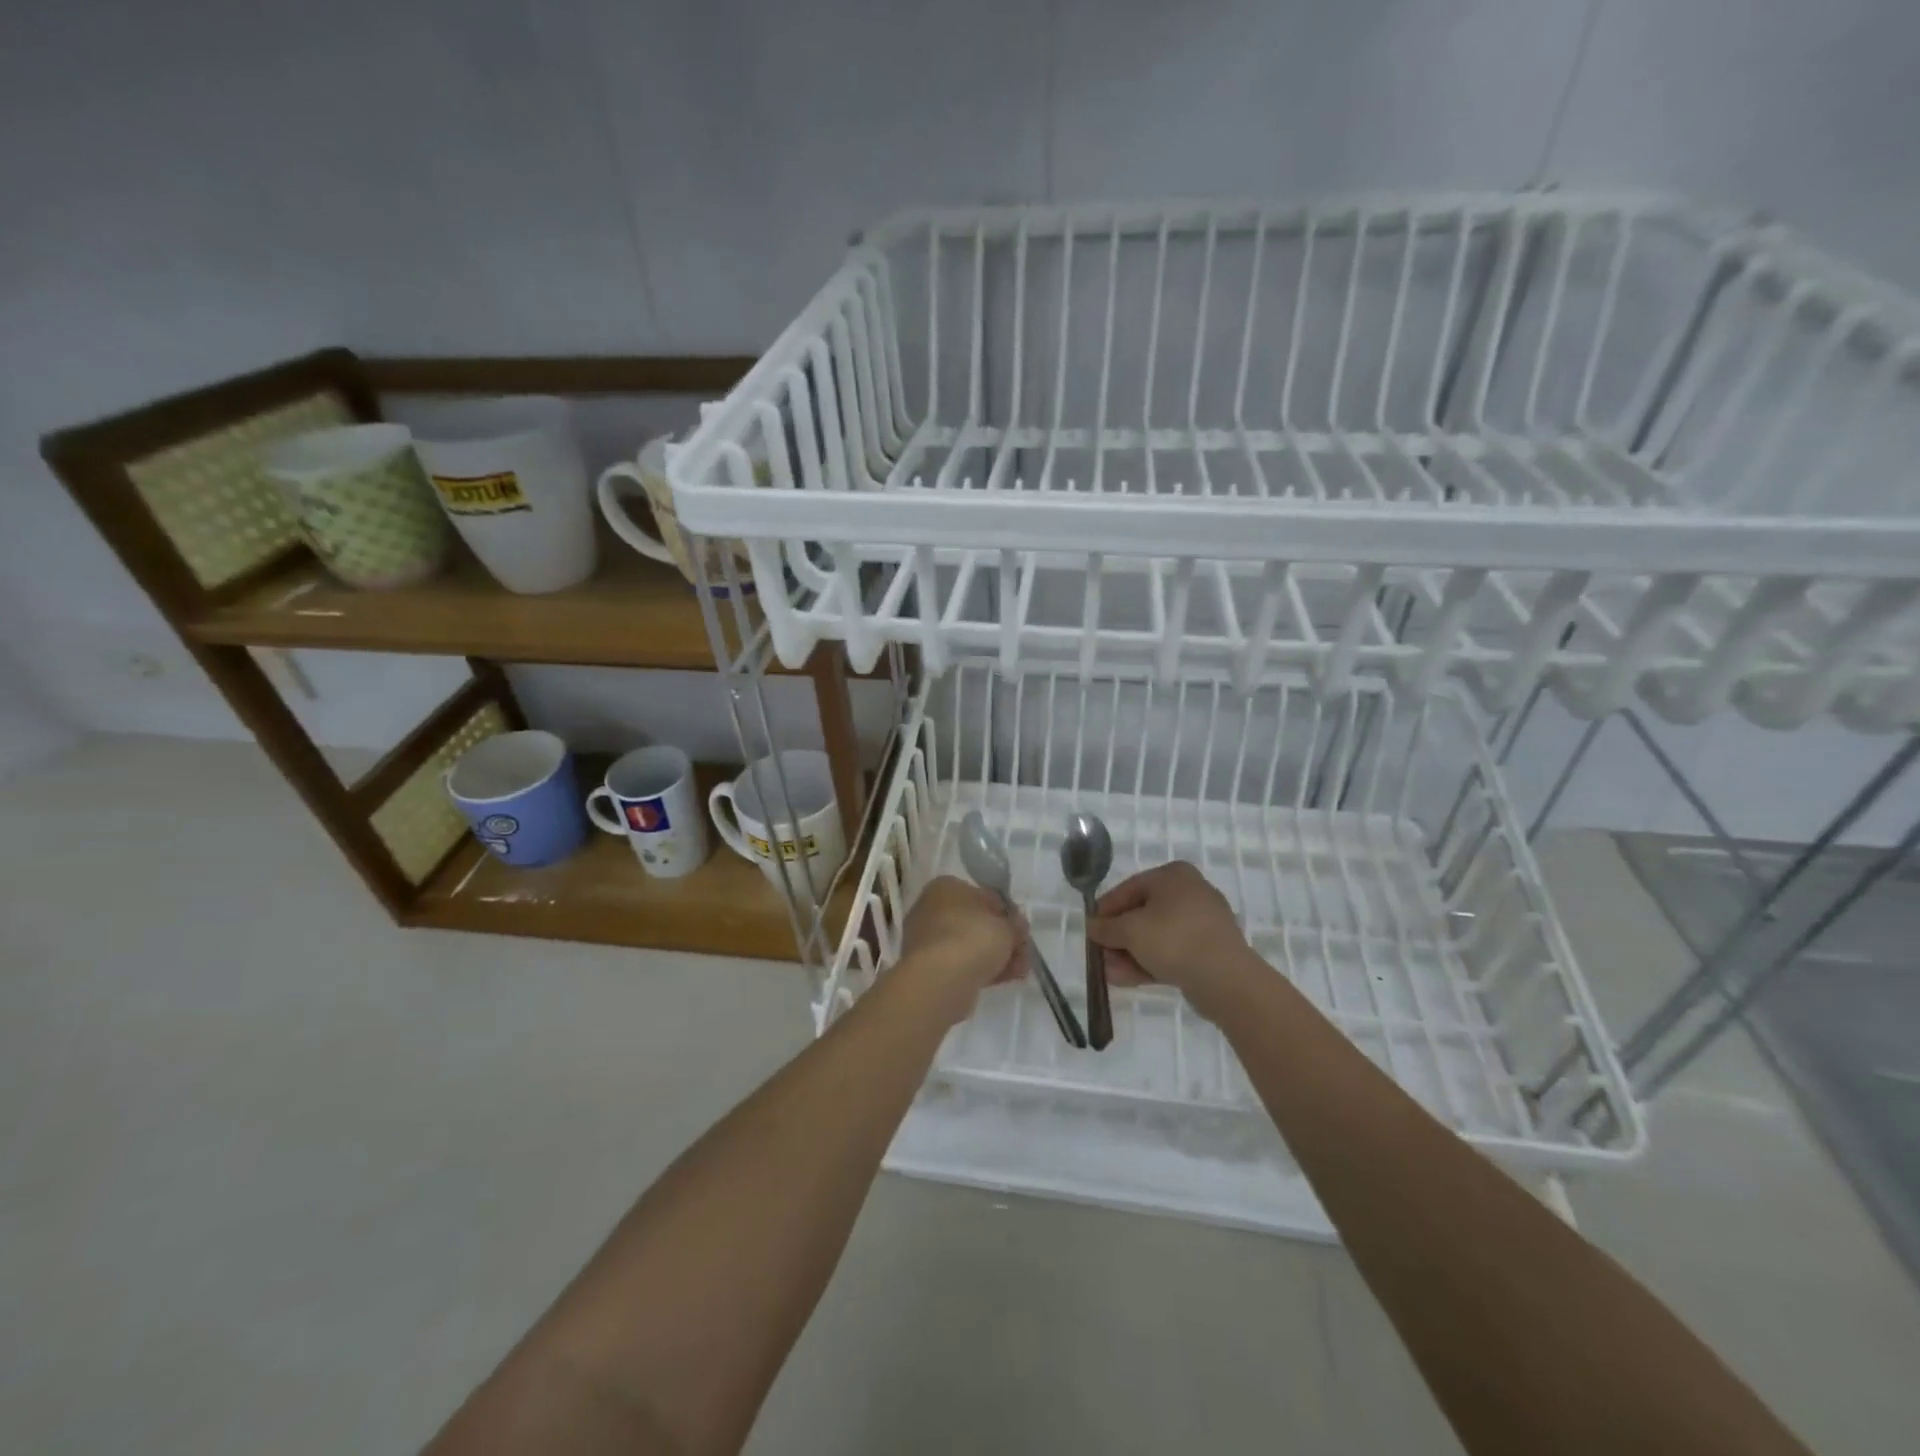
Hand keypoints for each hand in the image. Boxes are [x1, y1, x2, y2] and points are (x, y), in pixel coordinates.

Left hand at [896, 876, 1025, 1020]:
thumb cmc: (973, 938)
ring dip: (996, 956)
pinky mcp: (928, 967)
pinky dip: (981, 970)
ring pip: (970, 945)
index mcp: (947, 887)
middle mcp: (932, 908)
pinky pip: (961, 964)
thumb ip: (1015, 924)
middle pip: (976, 923)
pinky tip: (1003, 980)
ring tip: (1019, 971)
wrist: (940, 980)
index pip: (984, 896)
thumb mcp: (1006, 927)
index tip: (1022, 930)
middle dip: (1002, 938)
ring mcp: (927, 939)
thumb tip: (1016, 926)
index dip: (1007, 913)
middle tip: (1023, 953)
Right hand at [1088, 861, 1252, 1013]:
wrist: (1225, 979)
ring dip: (1129, 954)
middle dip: (1117, 938)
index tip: (1090, 930)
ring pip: (1156, 936)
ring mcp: (1202, 923)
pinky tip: (1126, 979)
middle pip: (1142, 913)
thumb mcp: (1130, 930)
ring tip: (1108, 973)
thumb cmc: (1173, 940)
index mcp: (1173, 876)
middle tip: (1099, 955)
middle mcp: (1190, 892)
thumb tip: (1092, 927)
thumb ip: (1106, 928)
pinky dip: (1148, 962)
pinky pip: (1171, 952)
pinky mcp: (1208, 950)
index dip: (1105, 910)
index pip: (1128, 888)